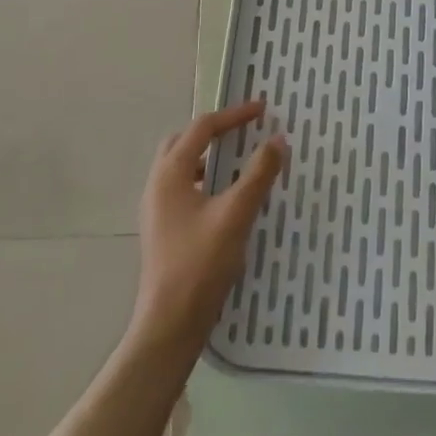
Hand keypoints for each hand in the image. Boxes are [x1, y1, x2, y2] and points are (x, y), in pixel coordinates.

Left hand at [130, 100, 285, 358]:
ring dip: (210, 157)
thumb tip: (277, 140)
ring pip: (183, 167)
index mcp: (170, 173)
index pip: (202, 128)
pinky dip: (206, 180)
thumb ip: (258, 174)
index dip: (233, 115)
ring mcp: (157, 209)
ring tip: (240, 163)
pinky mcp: (163, 230)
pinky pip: (185, 189)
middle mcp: (158, 185)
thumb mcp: (236, 214)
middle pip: (184, 142)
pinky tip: (228, 199)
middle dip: (215, 132)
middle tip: (244, 132)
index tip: (262, 110)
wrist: (169, 325)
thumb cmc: (200, 264)